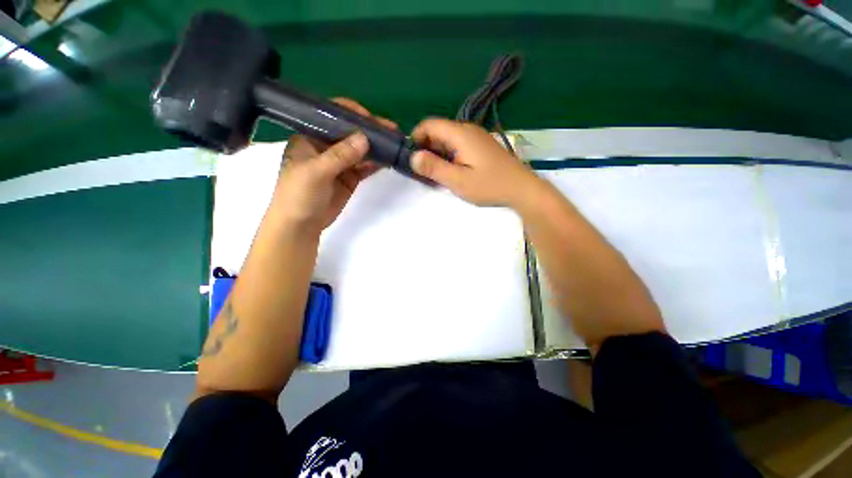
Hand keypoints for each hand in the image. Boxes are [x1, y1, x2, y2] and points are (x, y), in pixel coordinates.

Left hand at [272, 99, 396, 232]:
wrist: (301, 226)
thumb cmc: (299, 195)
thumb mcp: (315, 172)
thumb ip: (339, 155)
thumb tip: (364, 138)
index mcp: (309, 137)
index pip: (331, 117)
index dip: (350, 114)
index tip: (371, 118)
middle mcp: (325, 147)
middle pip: (349, 133)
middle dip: (369, 130)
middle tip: (390, 129)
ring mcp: (339, 163)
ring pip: (360, 150)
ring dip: (375, 146)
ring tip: (394, 142)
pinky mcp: (349, 178)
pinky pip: (365, 166)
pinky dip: (376, 163)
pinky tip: (388, 159)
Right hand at [411, 118, 540, 207]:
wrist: (521, 189)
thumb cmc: (489, 185)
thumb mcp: (458, 180)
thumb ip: (434, 167)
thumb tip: (413, 156)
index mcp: (460, 134)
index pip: (429, 124)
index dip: (416, 137)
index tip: (411, 157)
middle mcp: (468, 130)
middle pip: (438, 131)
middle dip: (426, 148)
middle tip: (423, 171)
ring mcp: (476, 137)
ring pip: (448, 139)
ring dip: (438, 154)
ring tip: (436, 174)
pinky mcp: (481, 146)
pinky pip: (458, 146)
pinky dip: (449, 156)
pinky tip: (452, 172)